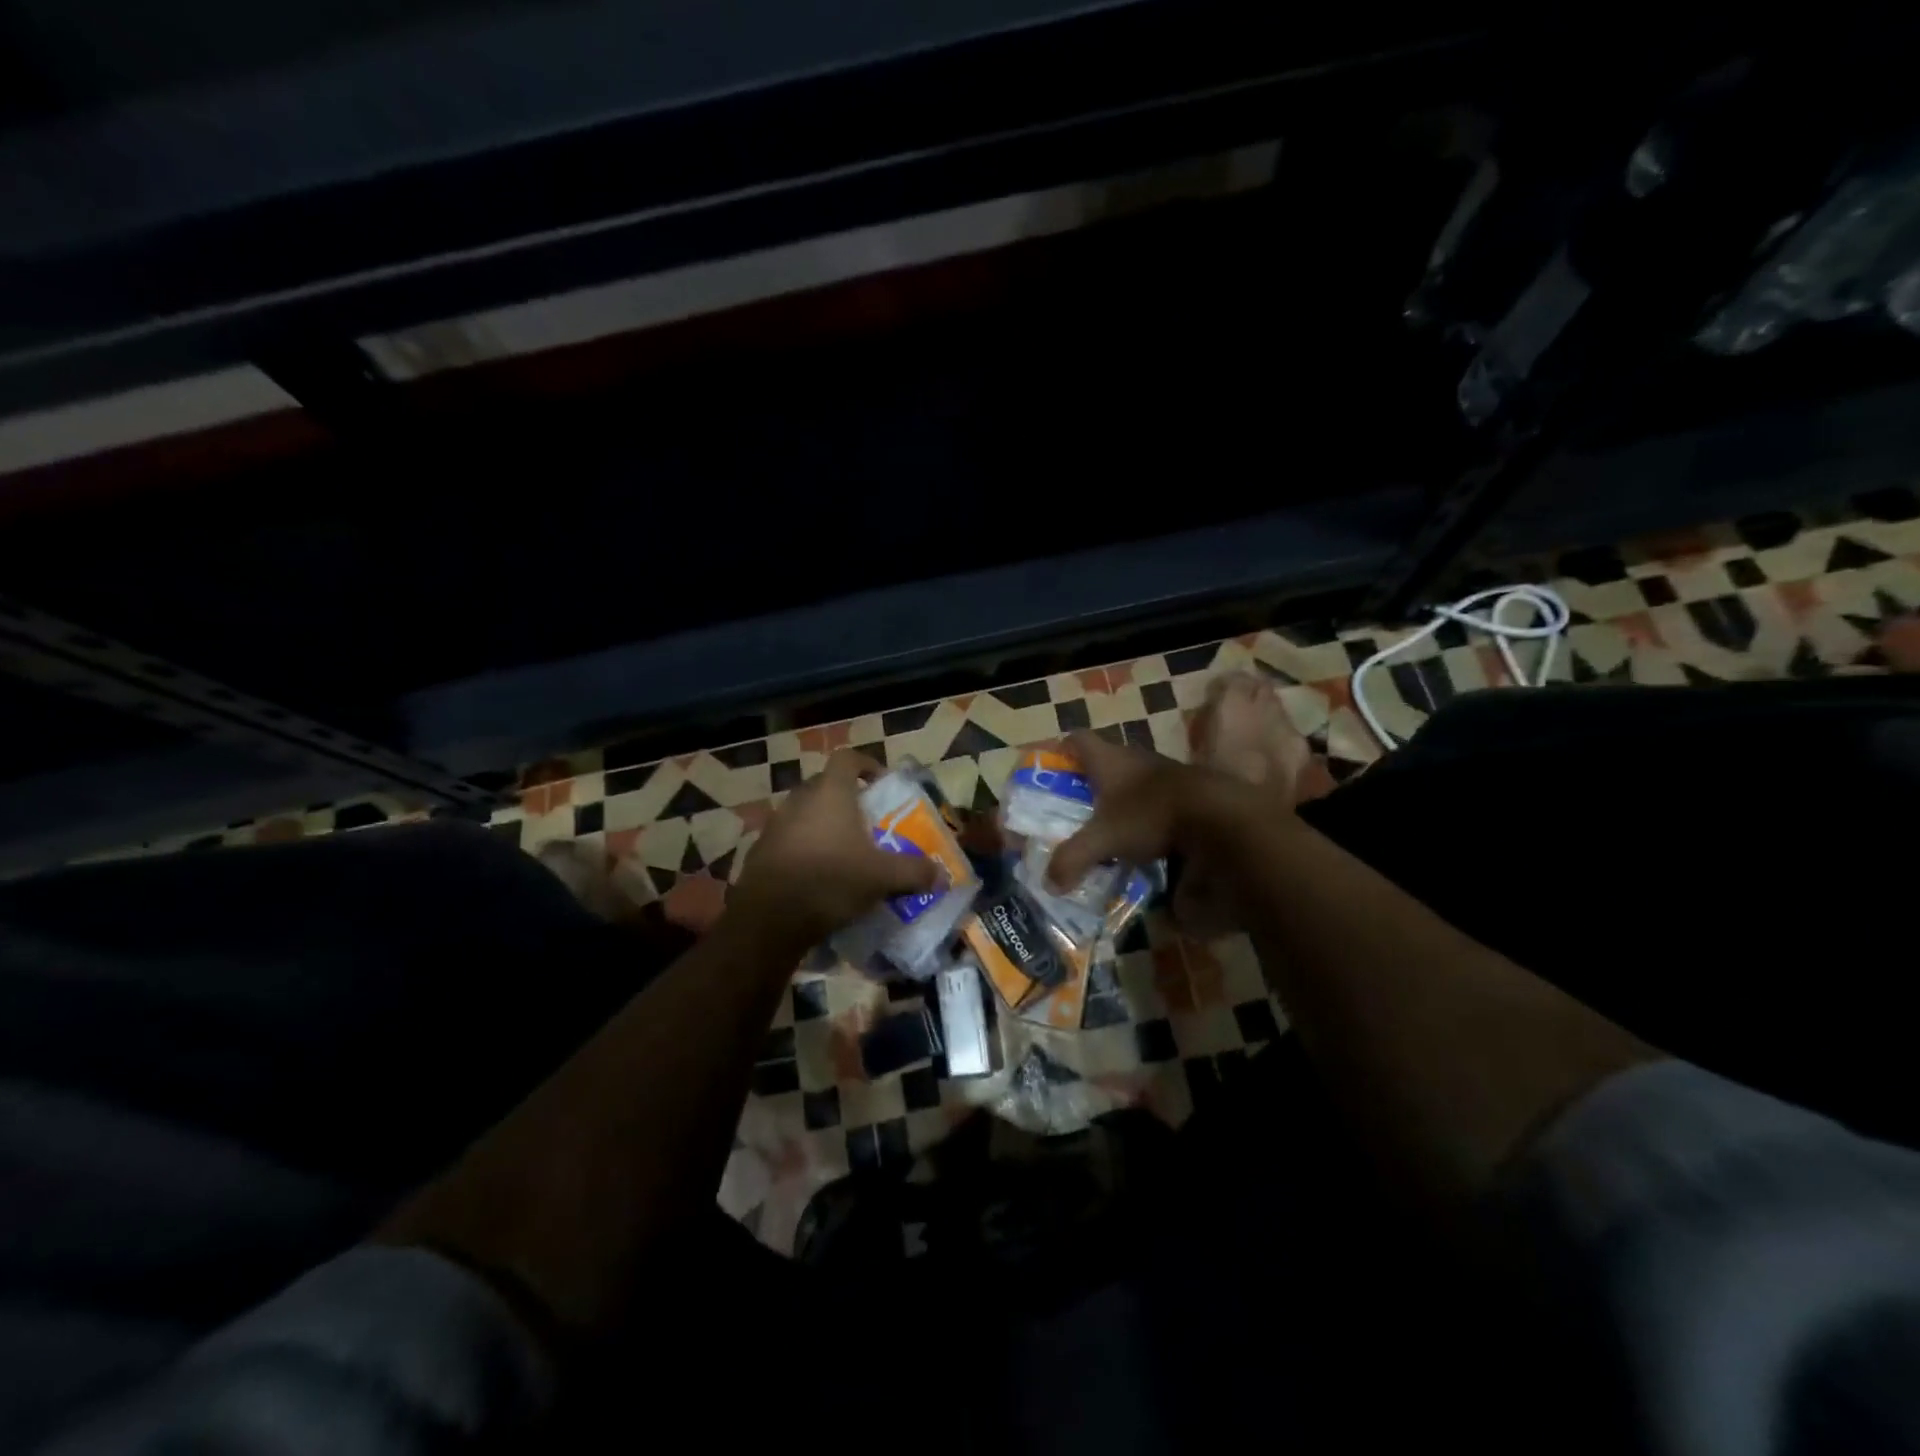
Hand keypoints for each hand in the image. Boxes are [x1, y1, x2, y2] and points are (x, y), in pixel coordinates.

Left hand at [729, 750, 939, 945]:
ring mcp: (775, 824)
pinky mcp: (760, 851)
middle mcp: (799, 799)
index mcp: (830, 792)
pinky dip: (803, 849)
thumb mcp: (882, 877)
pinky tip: (816, 876)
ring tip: (843, 852)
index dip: (866, 764)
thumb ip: (914, 872)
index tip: (880, 783)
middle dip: (846, 799)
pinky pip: (788, 840)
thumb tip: (942, 875)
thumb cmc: (831, 881)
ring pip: (804, 814)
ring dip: (823, 825)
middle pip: (824, 785)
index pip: (847, 758)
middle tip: (866, 822)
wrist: (769, 918)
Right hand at [1045, 730, 1247, 888]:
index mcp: (1108, 759)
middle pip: (1105, 761)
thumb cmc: (1149, 815)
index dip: (1061, 750)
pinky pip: (1157, 797)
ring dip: (1121, 799)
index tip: (1051, 771)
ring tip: (1109, 827)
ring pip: (1133, 780)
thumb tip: (1050, 883)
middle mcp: (1135, 758)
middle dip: (1089, 783)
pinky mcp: (1187, 790)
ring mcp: (1164, 772)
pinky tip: (1144, 838)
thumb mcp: (1104, 839)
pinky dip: (1146, 813)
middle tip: (1076, 808)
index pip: (1077, 739)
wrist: (1217, 816)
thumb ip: (1073, 858)